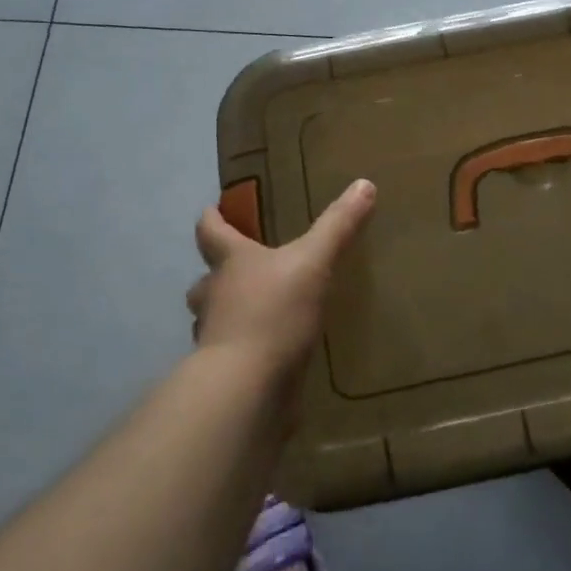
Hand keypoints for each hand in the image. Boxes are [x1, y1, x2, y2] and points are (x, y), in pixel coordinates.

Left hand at [187, 179, 375, 377]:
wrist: (246, 387)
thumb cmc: (273, 312)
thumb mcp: (313, 262)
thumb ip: (338, 226)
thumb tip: (364, 183)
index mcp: (231, 263)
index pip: (210, 232)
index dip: (212, 219)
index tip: (211, 209)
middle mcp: (214, 296)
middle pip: (206, 280)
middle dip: (217, 274)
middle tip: (239, 270)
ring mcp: (215, 338)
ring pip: (213, 318)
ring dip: (228, 312)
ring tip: (256, 311)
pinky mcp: (227, 373)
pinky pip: (233, 354)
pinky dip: (245, 349)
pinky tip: (268, 353)